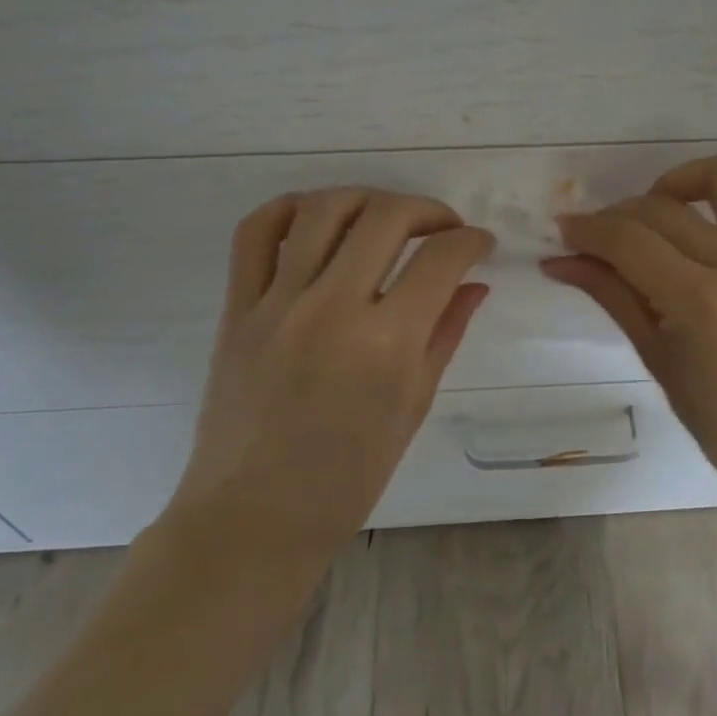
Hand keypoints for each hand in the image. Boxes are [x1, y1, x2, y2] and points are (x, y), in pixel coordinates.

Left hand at [166, 188, 494, 561]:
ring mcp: (277, 303)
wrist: (254, 517)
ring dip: (367, 199)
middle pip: (387, 217)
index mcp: (386, 344)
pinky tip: (317, 217)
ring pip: (324, 210)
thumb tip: (475, 285)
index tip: (479, 244)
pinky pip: (255, 233)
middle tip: (442, 228)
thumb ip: (445, 335)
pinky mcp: (237, 307)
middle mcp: (332, 309)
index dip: (472, 241)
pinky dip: (289, 209)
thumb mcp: (412, 407)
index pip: (442, 259)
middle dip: (429, 210)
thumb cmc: (348, 477)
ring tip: (385, 217)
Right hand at [541, 154, 716, 511]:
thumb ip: (612, 297)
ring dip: (681, 182)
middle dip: (616, 218)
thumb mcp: (657, 361)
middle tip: (598, 243)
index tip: (562, 234)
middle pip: (663, 208)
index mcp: (702, 300)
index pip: (627, 240)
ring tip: (661, 216)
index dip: (586, 230)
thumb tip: (560, 261)